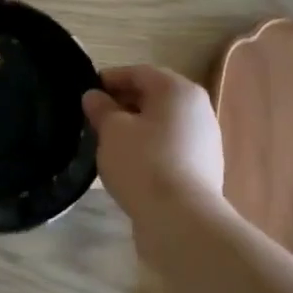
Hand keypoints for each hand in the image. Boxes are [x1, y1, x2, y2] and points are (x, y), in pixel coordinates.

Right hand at [83, 65, 227, 255]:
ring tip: (109, 140)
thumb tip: (94, 96)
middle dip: (123, 102)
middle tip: (95, 116)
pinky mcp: (204, 166)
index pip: (139, 72)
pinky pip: (171, 145)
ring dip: (137, 125)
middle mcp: (198, 108)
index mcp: (177, 90)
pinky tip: (131, 162)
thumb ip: (101, 108)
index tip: (87, 92)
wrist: (182, 219)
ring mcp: (205, 138)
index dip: (110, 79)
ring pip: (163, 122)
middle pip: (154, 95)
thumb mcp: (112, 131)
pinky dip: (150, 145)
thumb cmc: (143, 162)